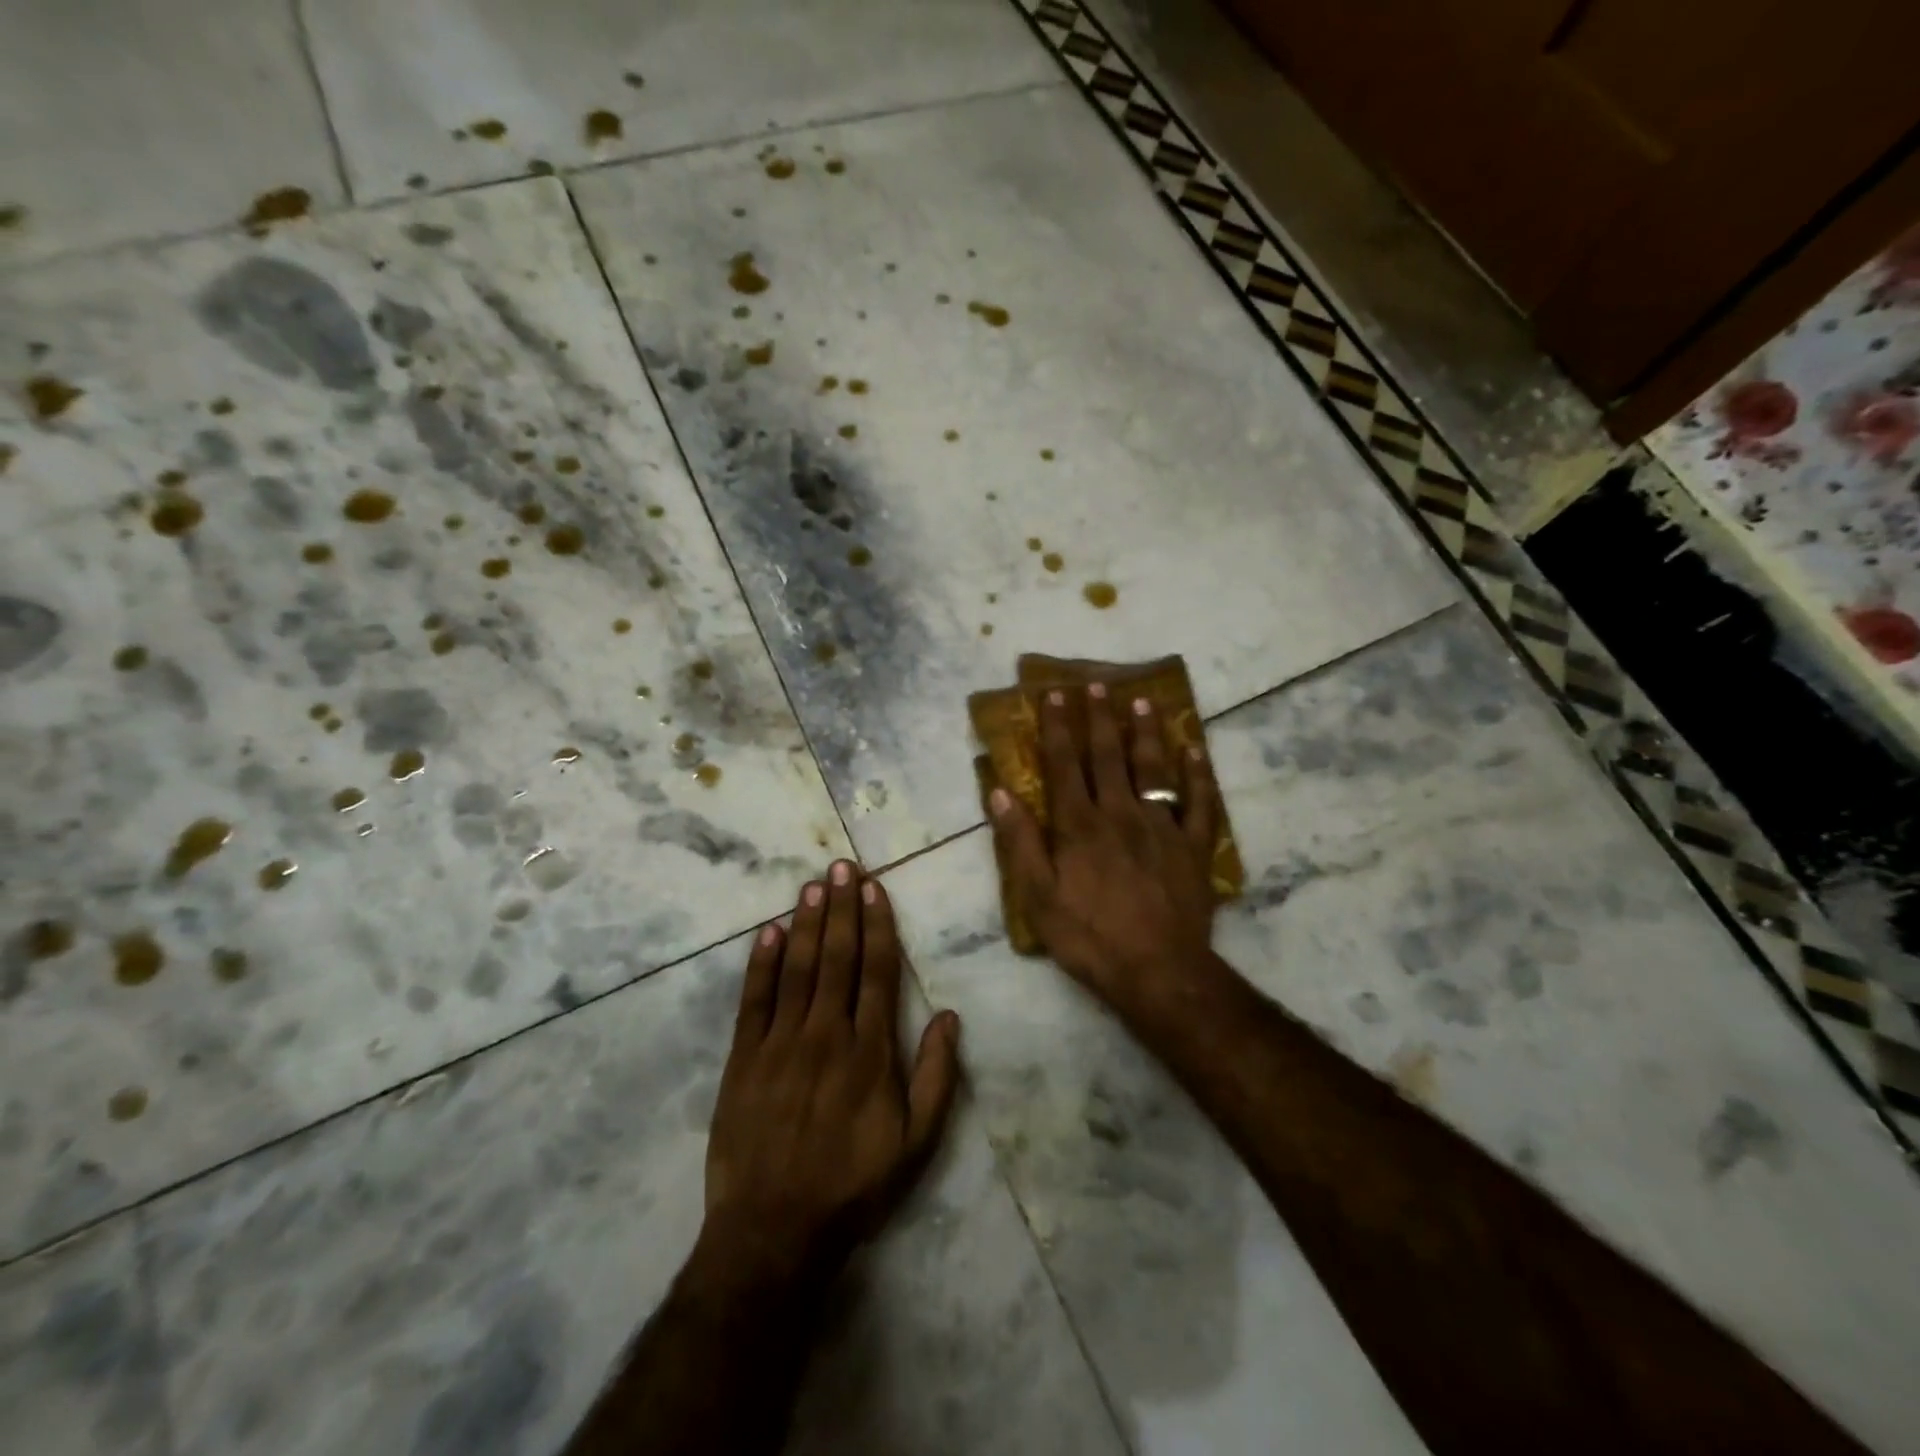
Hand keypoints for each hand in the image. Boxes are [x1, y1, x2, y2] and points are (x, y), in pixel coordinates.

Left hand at [702, 862, 961, 1284]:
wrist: (774, 1230)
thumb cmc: (852, 1184)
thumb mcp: (916, 1143)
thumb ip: (937, 1077)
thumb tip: (951, 1017)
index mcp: (870, 1050)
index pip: (877, 971)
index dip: (877, 925)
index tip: (875, 889)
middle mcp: (827, 1034)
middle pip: (837, 957)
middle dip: (842, 907)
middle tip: (843, 866)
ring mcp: (781, 1043)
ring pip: (798, 968)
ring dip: (807, 922)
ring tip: (814, 884)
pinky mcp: (744, 1059)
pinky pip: (754, 1000)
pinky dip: (762, 963)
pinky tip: (769, 931)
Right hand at [989, 684, 1223, 1028]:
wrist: (1158, 972)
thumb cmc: (1089, 937)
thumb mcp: (1038, 897)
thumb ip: (1020, 842)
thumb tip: (1000, 792)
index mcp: (1079, 825)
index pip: (1064, 764)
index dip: (1058, 728)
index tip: (1054, 695)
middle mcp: (1120, 813)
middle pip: (1108, 756)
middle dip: (1100, 718)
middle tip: (1097, 684)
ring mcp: (1161, 827)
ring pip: (1153, 769)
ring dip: (1145, 733)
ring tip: (1142, 701)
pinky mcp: (1193, 847)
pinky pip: (1198, 802)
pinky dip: (1197, 774)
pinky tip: (1194, 750)